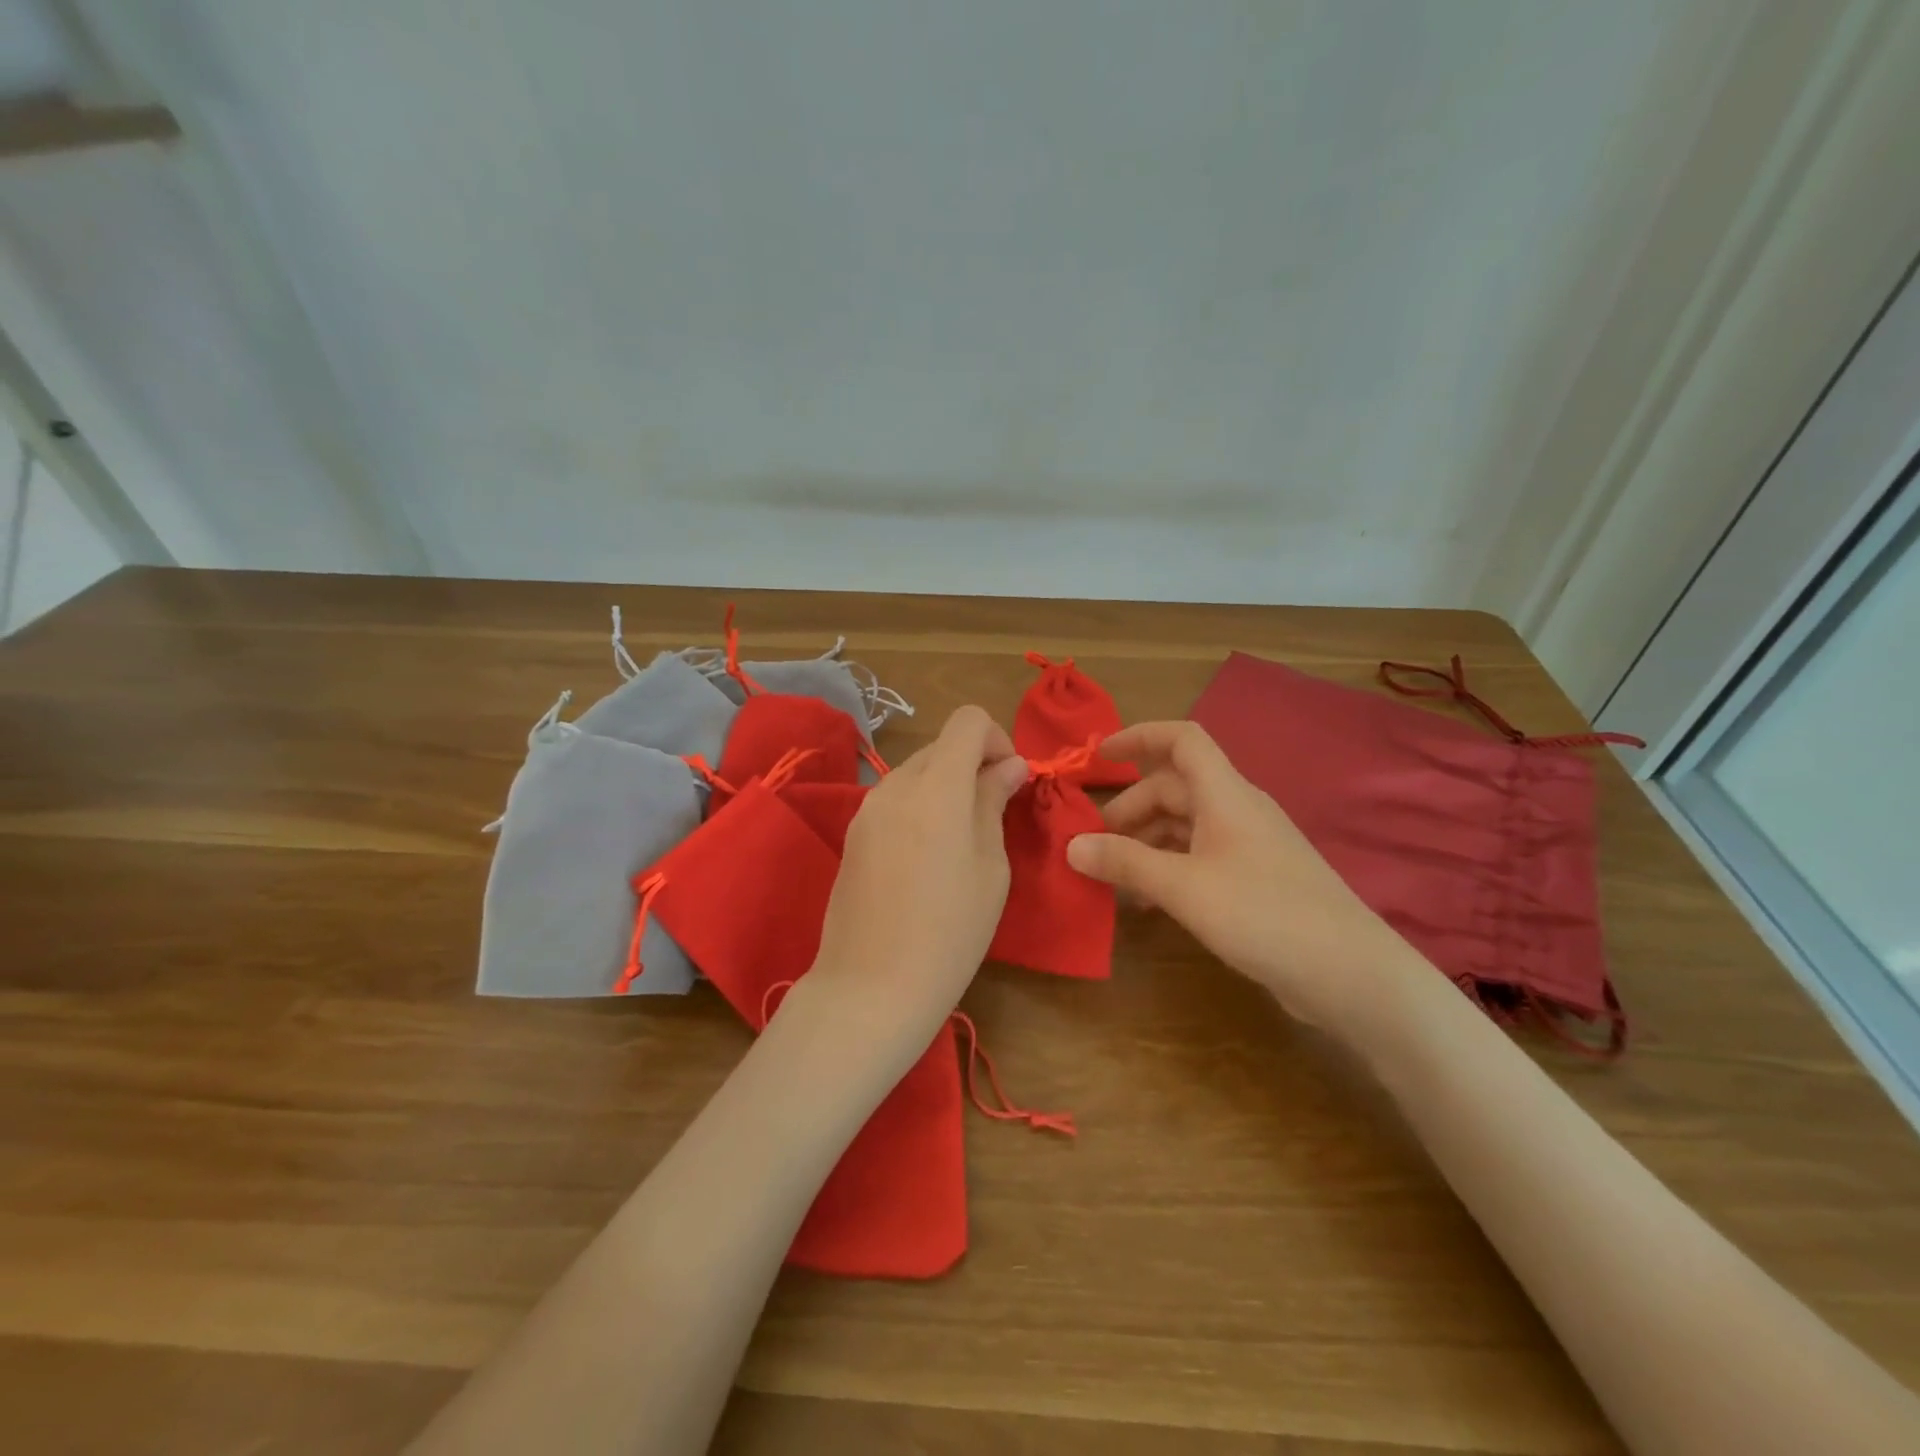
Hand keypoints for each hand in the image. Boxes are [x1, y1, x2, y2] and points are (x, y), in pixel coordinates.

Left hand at [805, 706, 1030, 1071]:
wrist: (870, 987)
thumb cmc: (950, 932)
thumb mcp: (990, 866)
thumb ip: (994, 802)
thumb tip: (1009, 765)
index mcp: (937, 787)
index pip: (967, 721)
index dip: (997, 739)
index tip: (1009, 782)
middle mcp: (896, 784)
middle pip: (942, 746)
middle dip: (974, 764)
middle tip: (994, 814)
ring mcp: (867, 808)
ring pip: (917, 772)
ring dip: (946, 787)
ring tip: (961, 842)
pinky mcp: (853, 833)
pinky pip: (895, 799)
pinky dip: (920, 807)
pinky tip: (927, 859)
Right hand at [1065, 720, 1422, 1035]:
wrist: (1351, 975)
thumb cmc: (1264, 914)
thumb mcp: (1184, 887)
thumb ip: (1126, 862)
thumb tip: (1072, 845)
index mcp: (1225, 795)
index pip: (1182, 740)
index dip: (1139, 737)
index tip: (1099, 756)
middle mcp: (1238, 811)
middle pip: (1175, 788)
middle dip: (1130, 808)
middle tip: (1094, 843)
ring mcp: (1249, 847)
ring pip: (1185, 826)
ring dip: (1145, 843)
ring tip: (1112, 876)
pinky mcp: (1256, 881)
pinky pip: (1199, 858)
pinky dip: (1168, 869)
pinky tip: (1147, 903)